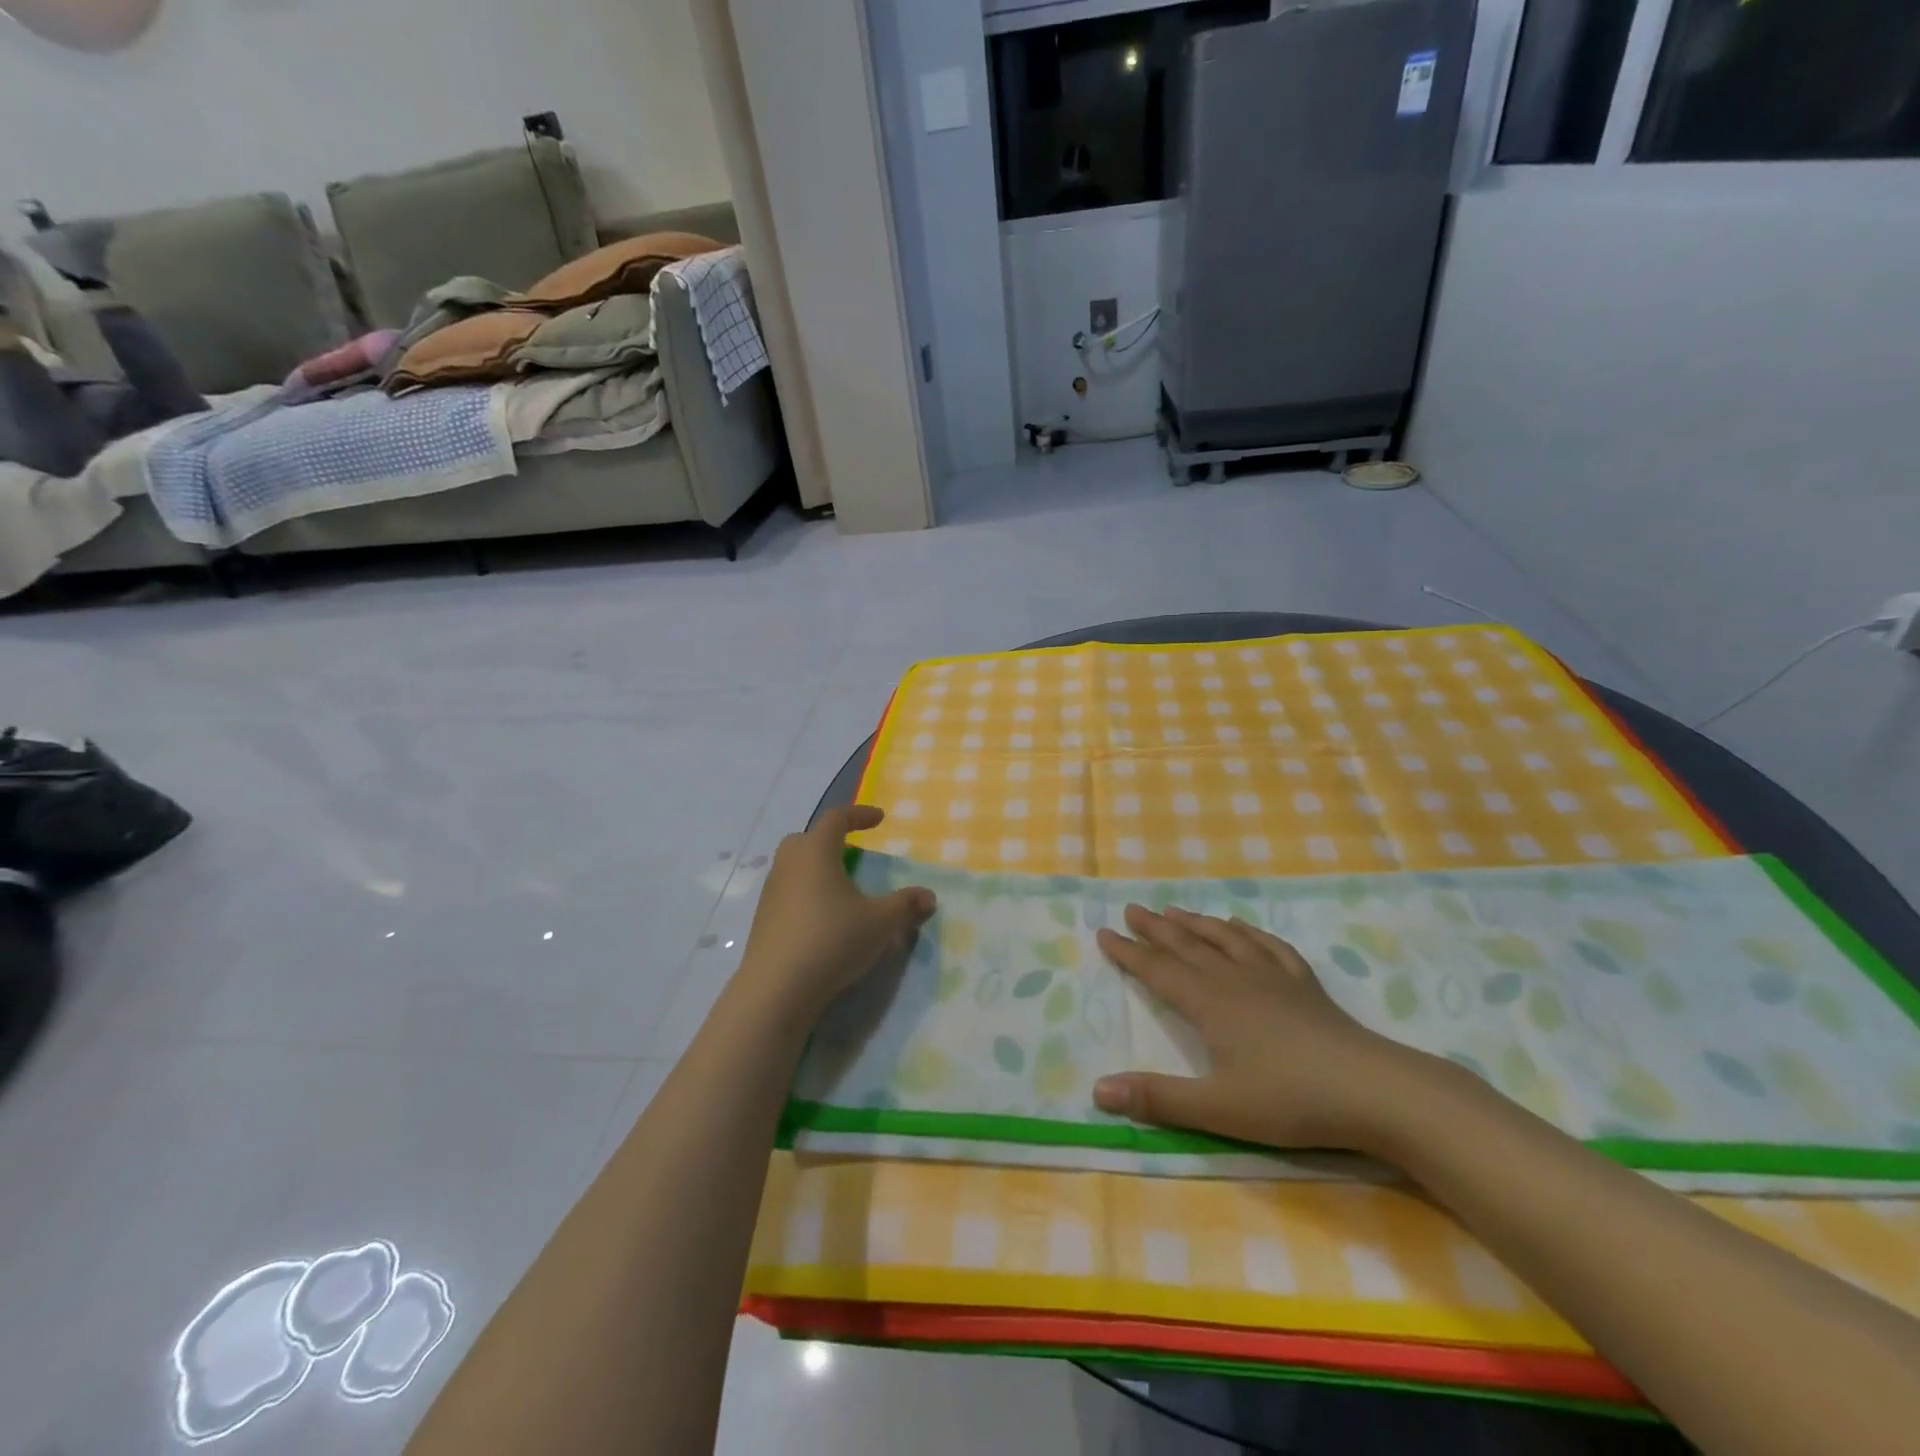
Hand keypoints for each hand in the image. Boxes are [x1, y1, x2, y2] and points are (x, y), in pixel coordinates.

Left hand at [735, 806, 935, 1020]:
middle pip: (807, 839)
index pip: (836, 819)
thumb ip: (906, 905)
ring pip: (794, 867)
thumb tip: (929, 896)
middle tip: (852, 852)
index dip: (859, 814)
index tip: (879, 819)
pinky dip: (806, 895)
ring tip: (841, 889)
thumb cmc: (832, 940)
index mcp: (816, 853)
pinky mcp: (763, 921)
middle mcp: (789, 865)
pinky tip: (823, 919)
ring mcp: (771, 893)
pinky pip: (787, 894)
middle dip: (830, 840)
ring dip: (816, 869)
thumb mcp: (880, 923)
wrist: (777, 989)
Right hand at [1092, 906, 1440, 1153]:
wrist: (1373, 1090)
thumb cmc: (1290, 1100)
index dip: (1129, 952)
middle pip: (1186, 945)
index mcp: (1209, 1003)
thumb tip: (1098, 1090)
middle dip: (1155, 928)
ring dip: (1196, 923)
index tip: (1104, 932)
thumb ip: (1158, 1099)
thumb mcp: (1217, 1108)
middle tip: (1131, 909)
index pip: (1158, 970)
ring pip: (1224, 939)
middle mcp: (1235, 979)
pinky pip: (1269, 946)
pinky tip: (1242, 927)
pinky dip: (1249, 932)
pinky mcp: (1304, 985)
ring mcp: (1272, 977)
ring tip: (1175, 910)